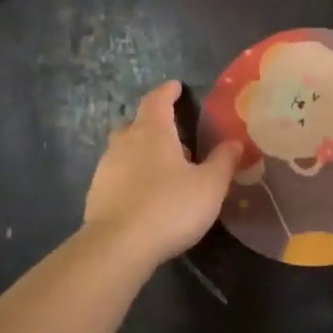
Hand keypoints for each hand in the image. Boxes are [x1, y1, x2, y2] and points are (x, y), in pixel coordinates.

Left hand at [83, 81, 241, 267]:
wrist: (117, 246)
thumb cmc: (169, 207)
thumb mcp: (209, 186)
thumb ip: (223, 161)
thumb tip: (235, 142)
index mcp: (153, 132)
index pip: (157, 100)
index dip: (167, 91)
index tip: (175, 86)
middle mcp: (125, 143)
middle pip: (134, 122)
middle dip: (150, 122)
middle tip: (170, 132)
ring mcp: (106, 168)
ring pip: (122, 148)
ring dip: (139, 150)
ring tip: (160, 166)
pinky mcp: (97, 193)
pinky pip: (116, 173)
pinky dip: (130, 175)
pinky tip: (143, 193)